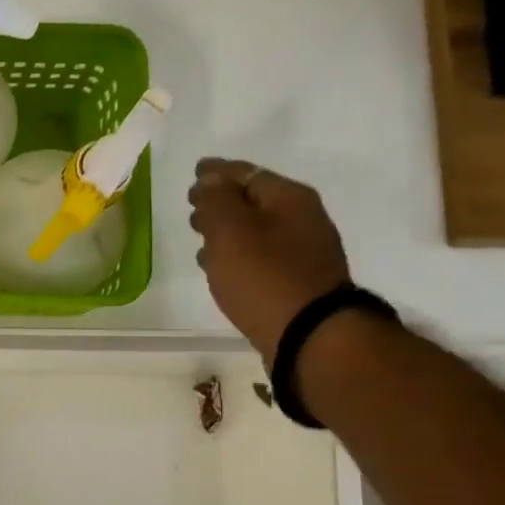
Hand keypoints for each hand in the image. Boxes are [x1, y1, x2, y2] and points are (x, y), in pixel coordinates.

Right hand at [187, 158, 349, 362]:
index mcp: (288, 198)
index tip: (196, 171)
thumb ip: (216, 200)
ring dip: (227, 230)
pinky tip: (219, 266)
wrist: (310, 333)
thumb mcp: (231, 231)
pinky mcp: (297, 280)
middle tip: (194, 205)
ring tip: (200, 238)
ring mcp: (303, 251)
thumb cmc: (264, 276)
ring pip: (256, 229)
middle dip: (222, 200)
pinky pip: (261, 256)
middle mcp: (302, 219)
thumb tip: (210, 179)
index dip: (217, 171)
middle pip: (254, 200)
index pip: (246, 173)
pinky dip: (238, 254)